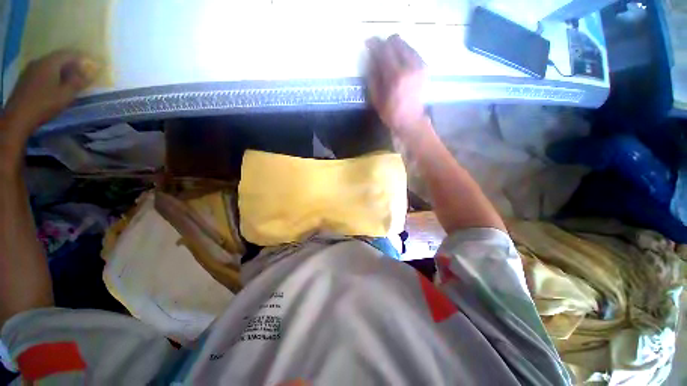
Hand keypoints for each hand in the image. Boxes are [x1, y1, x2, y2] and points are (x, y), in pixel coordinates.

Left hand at [2, 50, 96, 140]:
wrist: (18, 117)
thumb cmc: (44, 105)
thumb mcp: (66, 95)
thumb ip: (78, 82)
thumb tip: (90, 72)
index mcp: (50, 62)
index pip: (69, 54)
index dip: (82, 57)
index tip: (92, 64)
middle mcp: (39, 61)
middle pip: (58, 58)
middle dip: (71, 64)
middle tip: (82, 72)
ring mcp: (30, 70)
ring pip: (50, 65)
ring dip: (61, 70)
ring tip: (69, 79)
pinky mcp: (26, 79)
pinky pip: (42, 72)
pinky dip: (52, 75)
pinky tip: (55, 84)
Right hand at [366, 35, 427, 136]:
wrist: (410, 120)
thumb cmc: (390, 112)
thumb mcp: (376, 97)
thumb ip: (373, 75)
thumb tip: (371, 57)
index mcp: (395, 75)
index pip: (384, 49)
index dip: (374, 43)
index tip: (368, 43)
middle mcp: (410, 66)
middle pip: (396, 41)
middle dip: (385, 43)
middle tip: (379, 52)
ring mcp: (419, 65)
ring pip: (406, 44)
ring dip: (395, 48)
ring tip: (389, 59)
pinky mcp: (424, 67)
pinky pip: (412, 51)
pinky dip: (404, 53)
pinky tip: (400, 64)